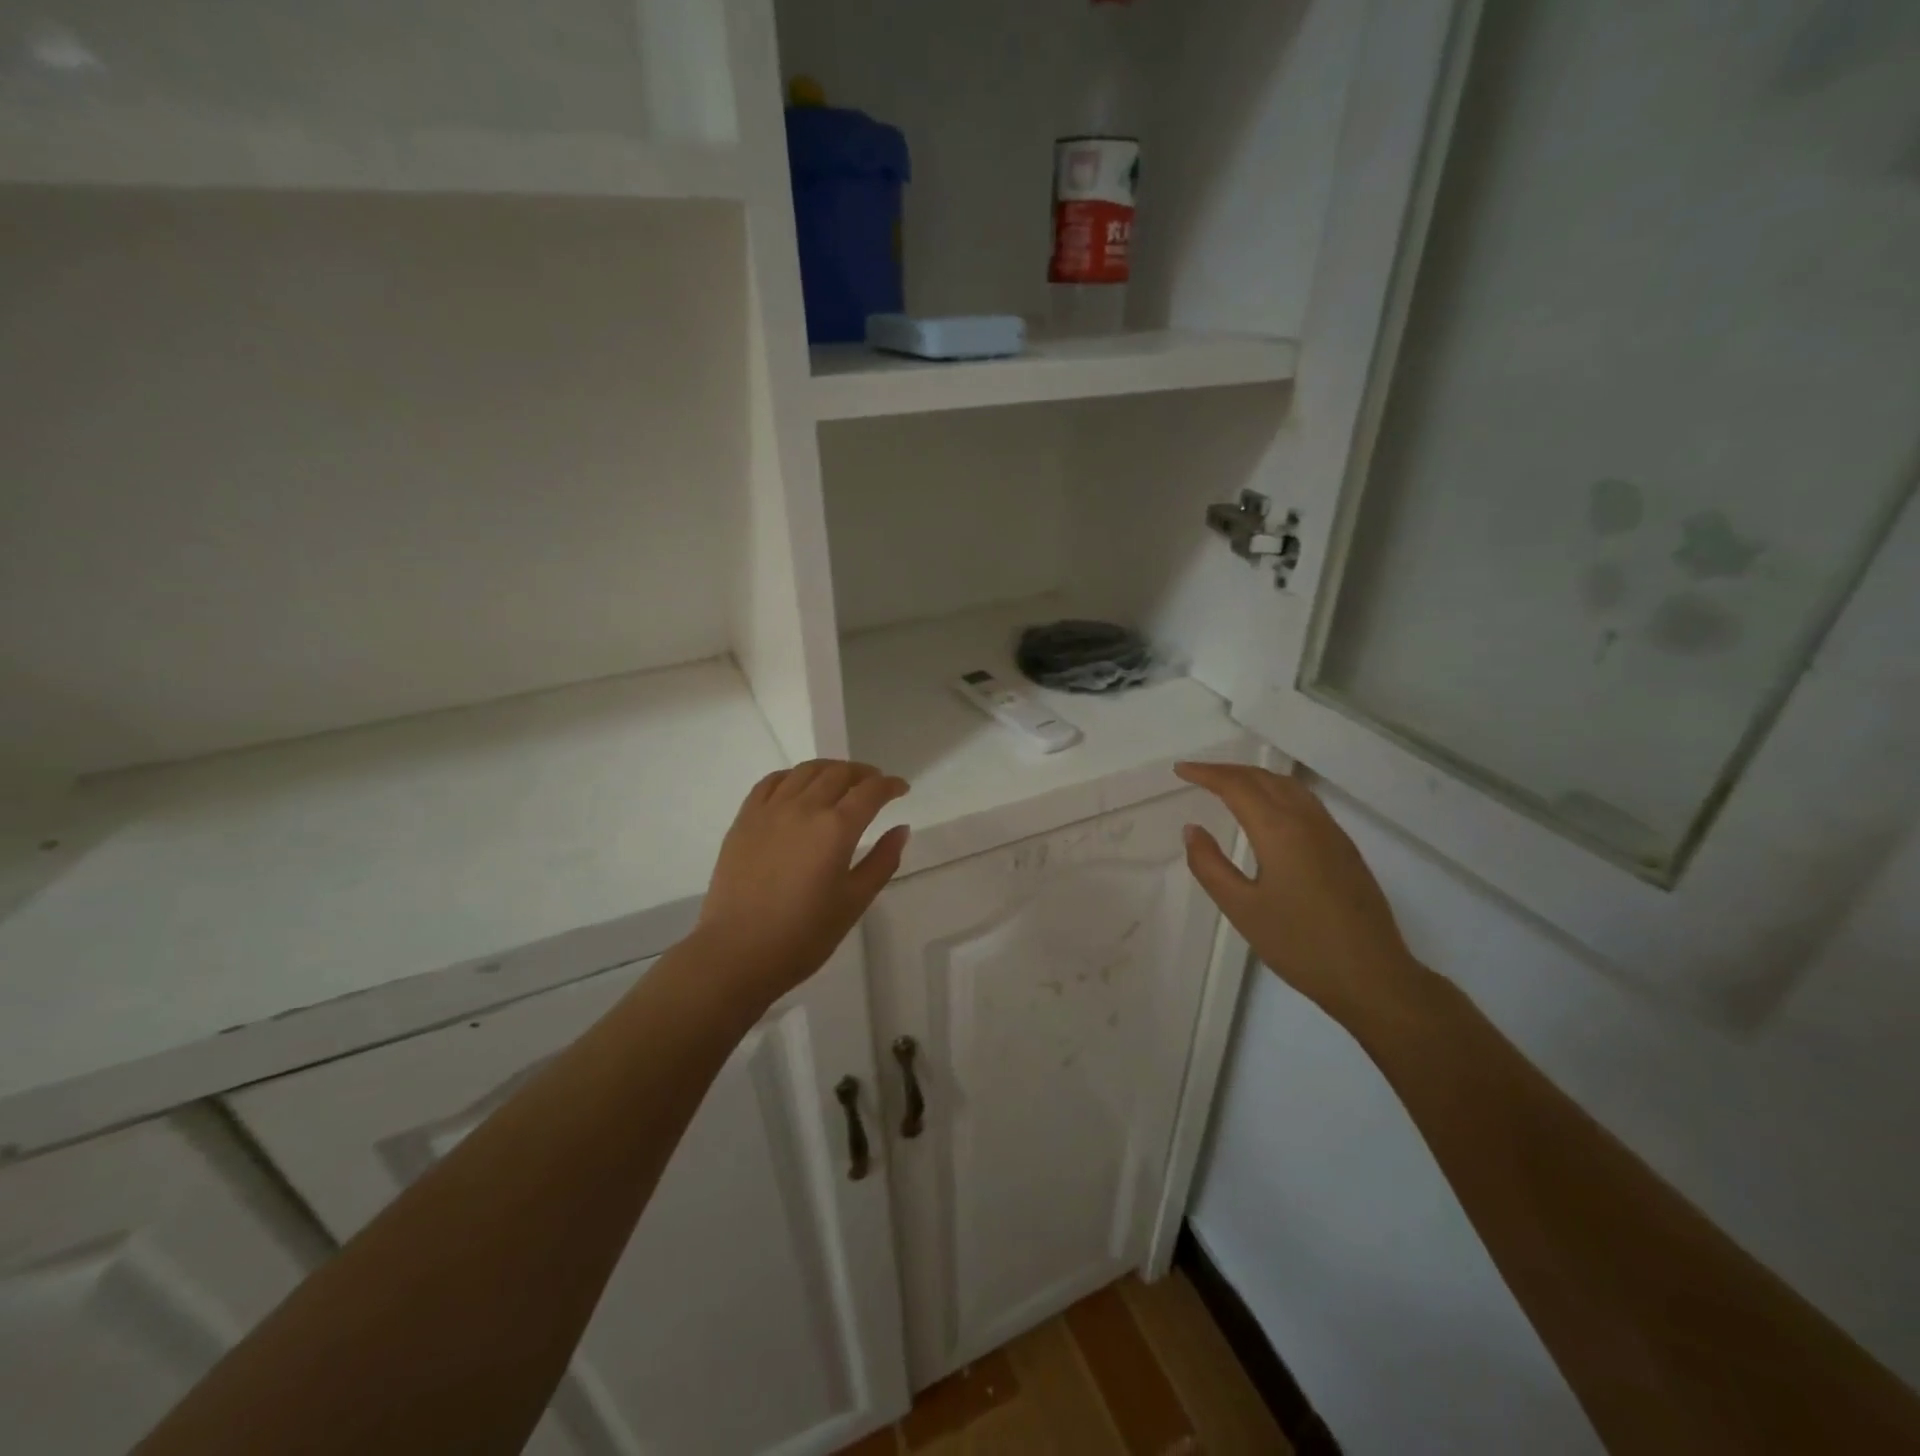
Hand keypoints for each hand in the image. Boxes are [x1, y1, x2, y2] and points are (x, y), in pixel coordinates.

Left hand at [695, 760, 910, 1005]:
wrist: (737, 953)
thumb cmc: (804, 935)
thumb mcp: (854, 902)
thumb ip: (882, 861)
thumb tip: (900, 829)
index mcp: (836, 828)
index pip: (870, 791)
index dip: (890, 785)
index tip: (901, 788)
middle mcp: (804, 808)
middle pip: (839, 773)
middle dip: (863, 773)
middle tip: (875, 783)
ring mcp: (770, 810)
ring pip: (805, 771)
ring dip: (830, 769)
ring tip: (840, 779)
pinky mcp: (744, 820)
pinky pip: (770, 782)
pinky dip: (792, 776)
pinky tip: (798, 786)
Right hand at [1175, 762, 1425, 1025]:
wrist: (1372, 976)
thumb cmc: (1299, 945)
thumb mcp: (1241, 908)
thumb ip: (1210, 865)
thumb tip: (1192, 828)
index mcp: (1279, 830)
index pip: (1237, 786)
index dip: (1206, 773)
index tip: (1180, 770)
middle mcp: (1307, 821)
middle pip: (1264, 778)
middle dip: (1228, 770)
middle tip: (1197, 774)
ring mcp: (1332, 833)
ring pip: (1289, 786)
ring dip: (1255, 777)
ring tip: (1229, 785)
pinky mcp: (1345, 848)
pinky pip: (1305, 802)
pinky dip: (1277, 791)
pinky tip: (1269, 810)